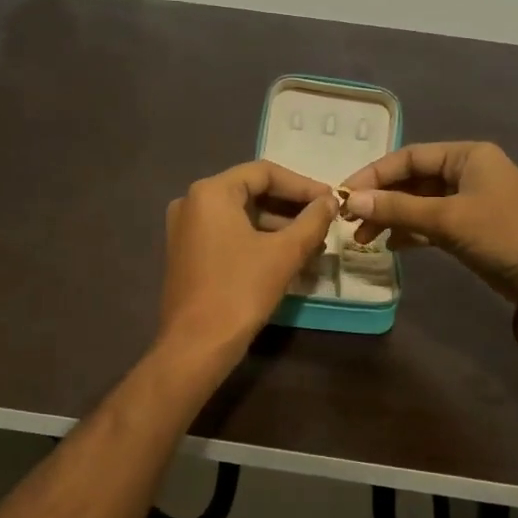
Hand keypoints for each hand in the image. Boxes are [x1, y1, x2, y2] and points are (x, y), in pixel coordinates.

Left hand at [157, 160, 336, 362]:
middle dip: (291, 206)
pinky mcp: (187, 253)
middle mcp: (192, 202)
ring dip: (277, 225)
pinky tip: (286, 255)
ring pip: (240, 215)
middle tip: (325, 220)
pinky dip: (257, 239)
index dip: (302, 185)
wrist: (197, 345)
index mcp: (210, 192)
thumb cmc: (240, 291)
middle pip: (251, 191)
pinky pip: (228, 233)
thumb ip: (312, 221)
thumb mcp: (284, 253)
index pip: (264, 172)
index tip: (331, 199)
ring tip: (313, 241)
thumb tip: (331, 200)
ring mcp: (185, 229)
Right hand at [339, 141, 517, 300]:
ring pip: (419, 204)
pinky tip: (390, 245)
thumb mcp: (447, 218)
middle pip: (411, 181)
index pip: (407, 158)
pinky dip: (411, 232)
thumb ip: (397, 208)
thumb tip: (349, 199)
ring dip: (391, 218)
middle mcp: (466, 173)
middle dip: (380, 199)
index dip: (373, 175)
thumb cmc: (504, 233)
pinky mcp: (472, 230)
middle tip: (349, 222)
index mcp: (465, 156)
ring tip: (363, 239)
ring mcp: (469, 202)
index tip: (342, 196)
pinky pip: (431, 224)